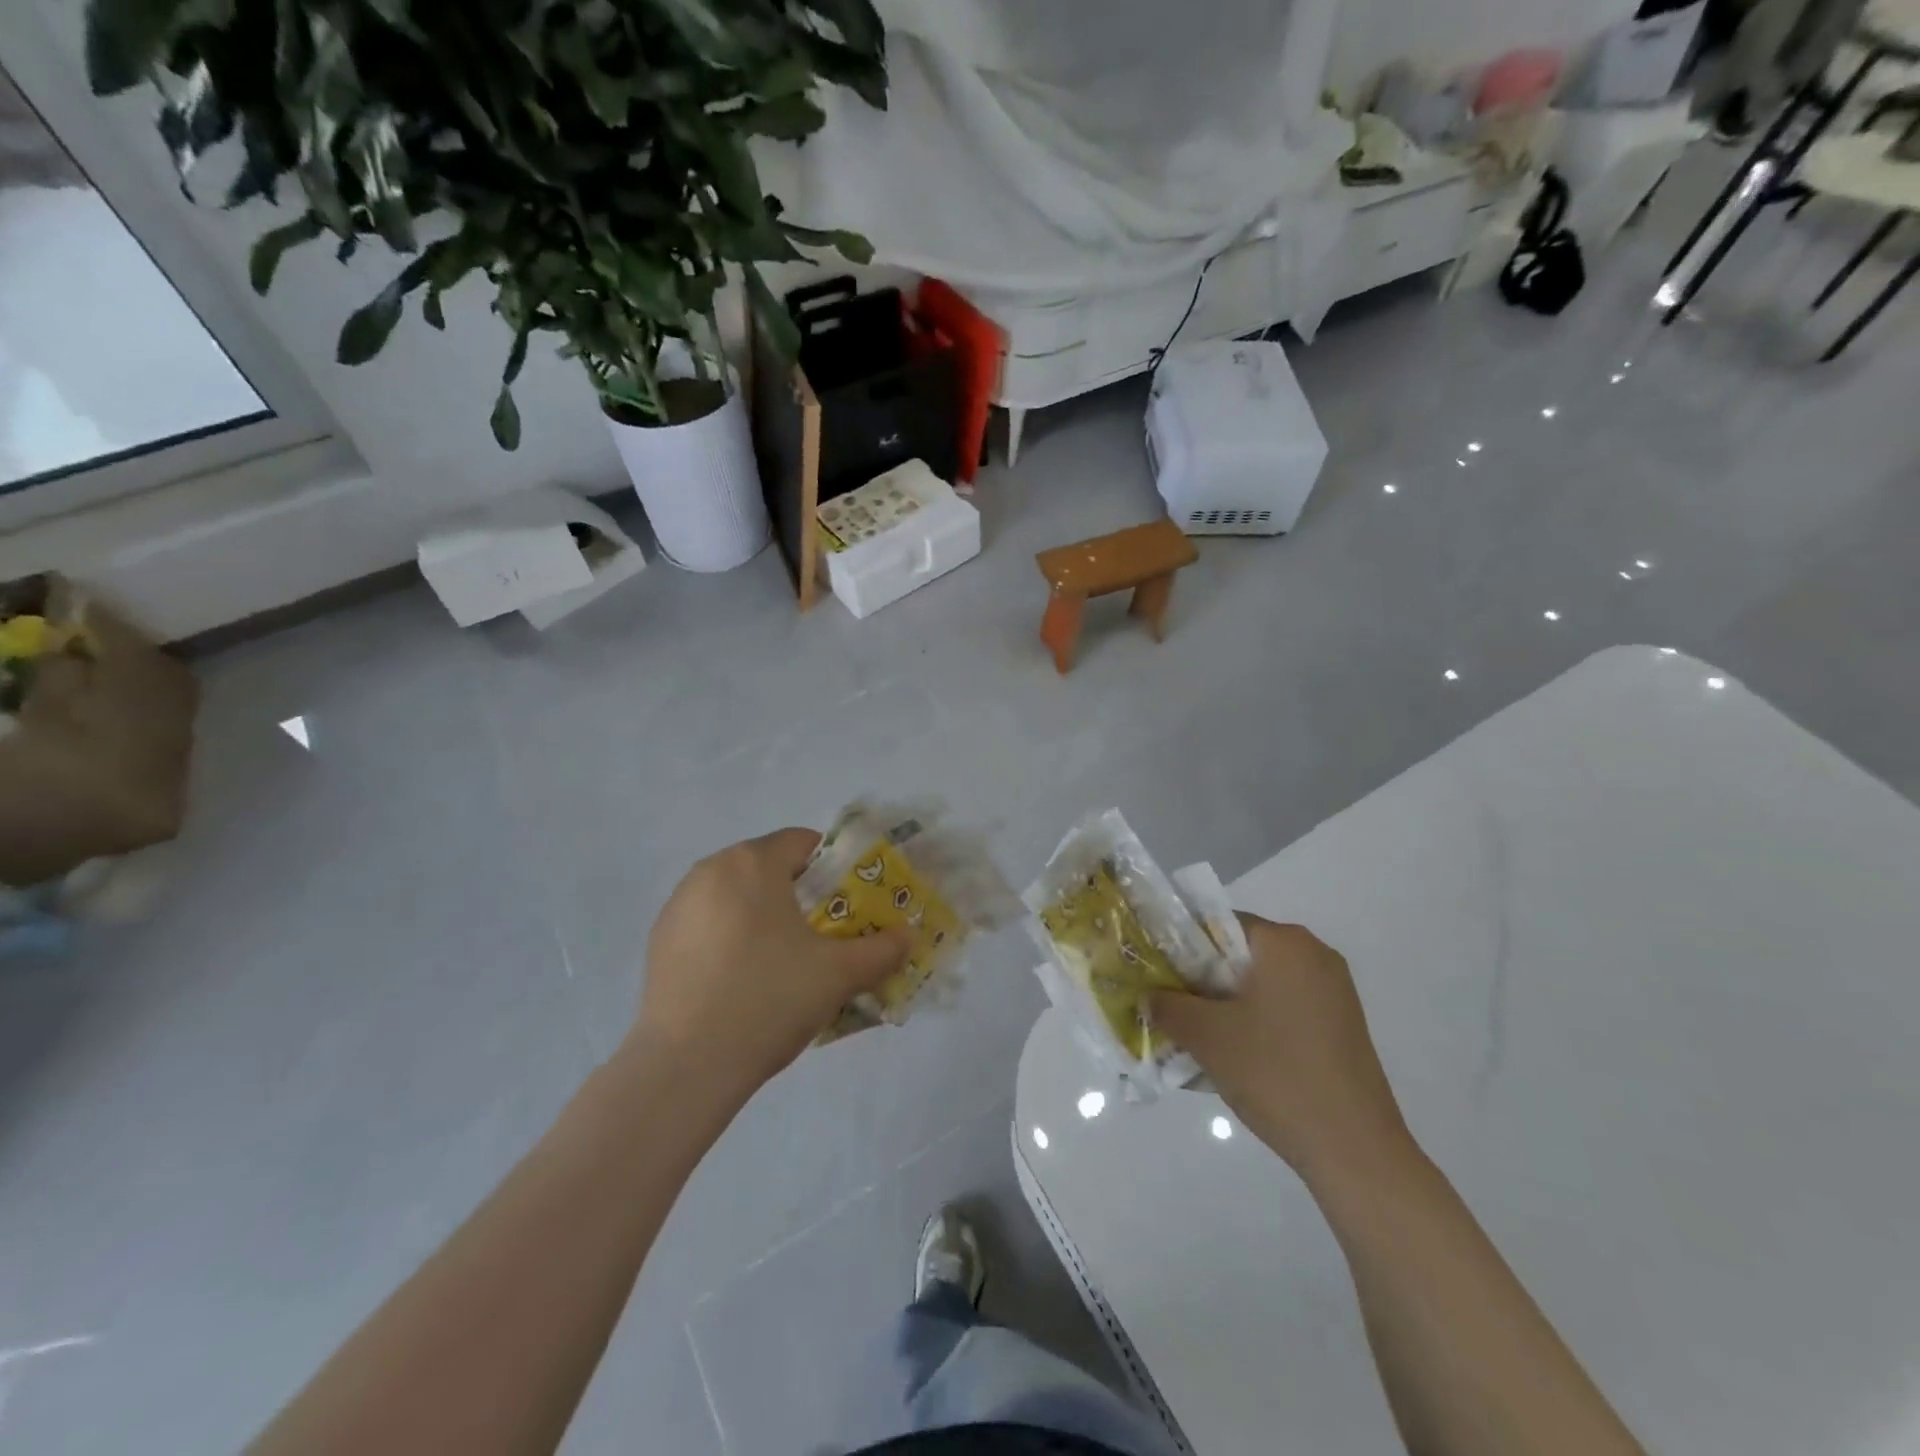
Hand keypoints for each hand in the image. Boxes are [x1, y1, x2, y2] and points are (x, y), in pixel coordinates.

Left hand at [632, 829, 911, 1101]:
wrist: (687, 1065)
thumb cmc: (770, 999)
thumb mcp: (839, 974)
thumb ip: (881, 949)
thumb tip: (909, 936)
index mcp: (752, 863)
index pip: (802, 843)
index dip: (833, 869)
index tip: (848, 906)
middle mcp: (710, 870)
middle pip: (768, 866)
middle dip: (799, 893)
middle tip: (822, 936)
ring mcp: (679, 904)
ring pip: (736, 894)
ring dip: (763, 914)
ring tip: (782, 961)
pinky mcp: (659, 940)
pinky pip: (709, 922)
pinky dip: (731, 936)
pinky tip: (742, 979)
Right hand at [1150, 916, 1414, 1187]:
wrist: (1355, 1150)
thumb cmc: (1275, 1074)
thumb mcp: (1207, 1037)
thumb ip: (1168, 1006)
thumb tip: (1149, 996)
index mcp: (1285, 943)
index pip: (1218, 923)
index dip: (1181, 946)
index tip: (1158, 976)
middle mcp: (1315, 955)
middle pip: (1241, 953)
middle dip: (1203, 978)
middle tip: (1172, 1007)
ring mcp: (1335, 991)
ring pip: (1262, 983)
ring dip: (1228, 1003)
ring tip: (1200, 1037)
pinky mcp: (1342, 1025)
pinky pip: (1285, 1007)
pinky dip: (1257, 1021)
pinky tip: (1238, 1056)